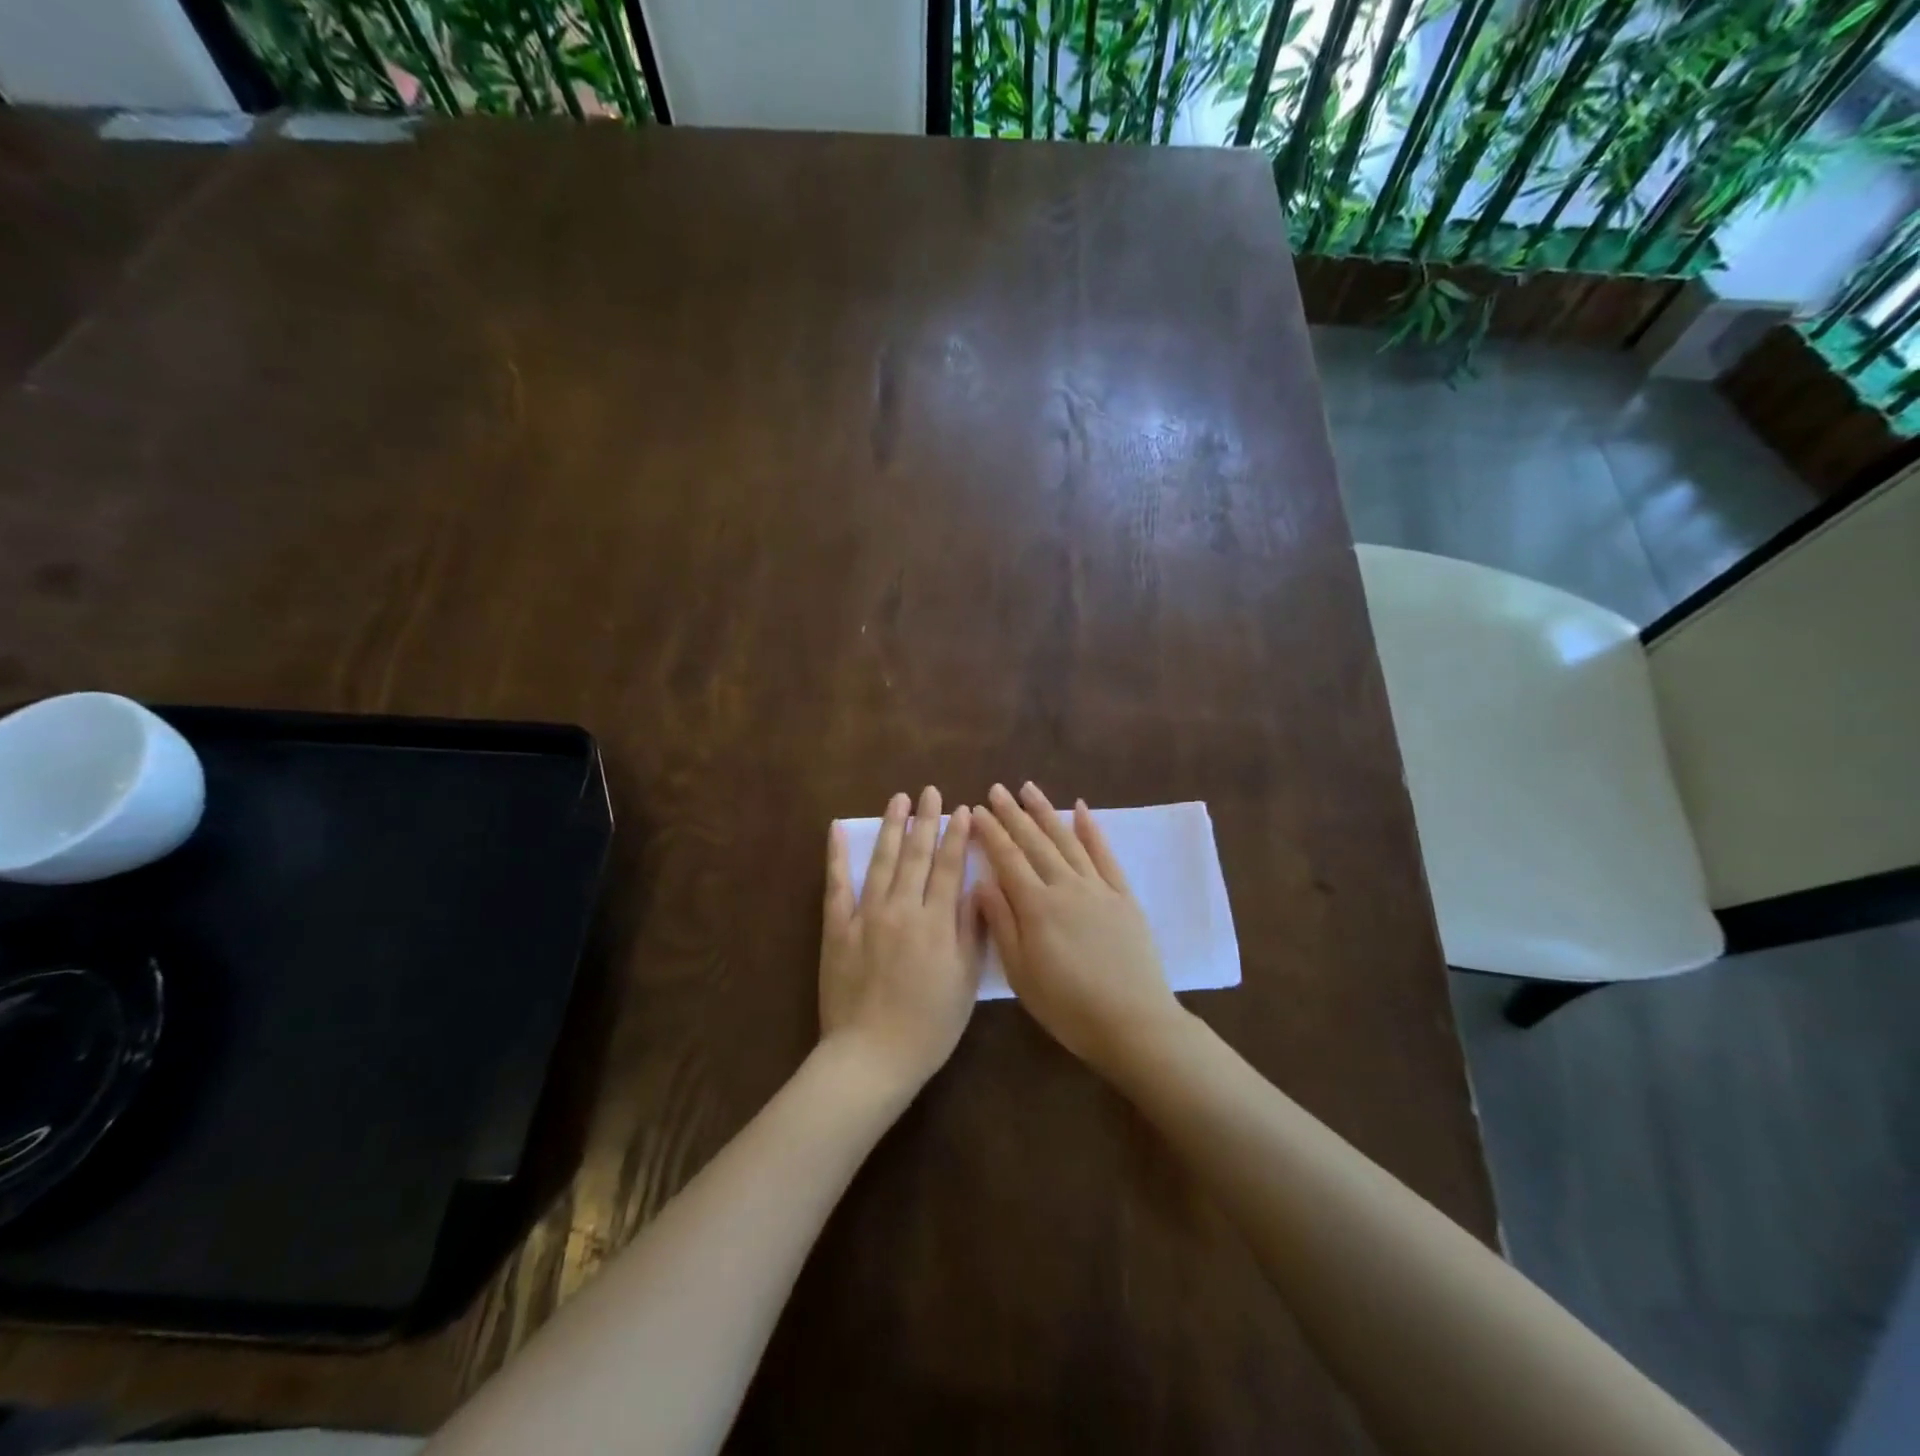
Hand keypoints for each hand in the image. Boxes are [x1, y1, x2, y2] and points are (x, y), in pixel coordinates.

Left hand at [819, 787, 981, 1093]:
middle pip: (916, 856)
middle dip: (926, 821)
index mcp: (935, 922)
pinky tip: (838, 830)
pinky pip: (836, 885)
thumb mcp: (964, 982)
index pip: (949, 868)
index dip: (957, 837)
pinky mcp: (837, 928)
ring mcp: (865, 915)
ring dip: (892, 828)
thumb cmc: (929, 1025)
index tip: (963, 810)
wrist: (871, 1056)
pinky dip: (837, 856)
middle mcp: (901, 909)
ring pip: (882, 861)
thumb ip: (971, 931)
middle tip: (931, 791)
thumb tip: (976, 887)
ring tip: (899, 799)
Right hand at [973, 782, 1183, 1071]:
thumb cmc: (1067, 1006)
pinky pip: (1105, 856)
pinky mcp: (1123, 896)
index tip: (977, 810)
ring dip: (1046, 813)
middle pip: (1035, 843)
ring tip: (1029, 789)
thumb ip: (1001, 924)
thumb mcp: (1021, 973)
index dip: (991, 833)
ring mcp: (1098, 888)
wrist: (1133, 1022)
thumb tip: (981, 882)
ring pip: (1067, 841)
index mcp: (1036, 906)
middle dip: (1013, 814)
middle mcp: (1066, 886)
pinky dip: (1092, 831)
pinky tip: (1081, 810)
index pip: (1007, 859)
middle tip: (997, 789)